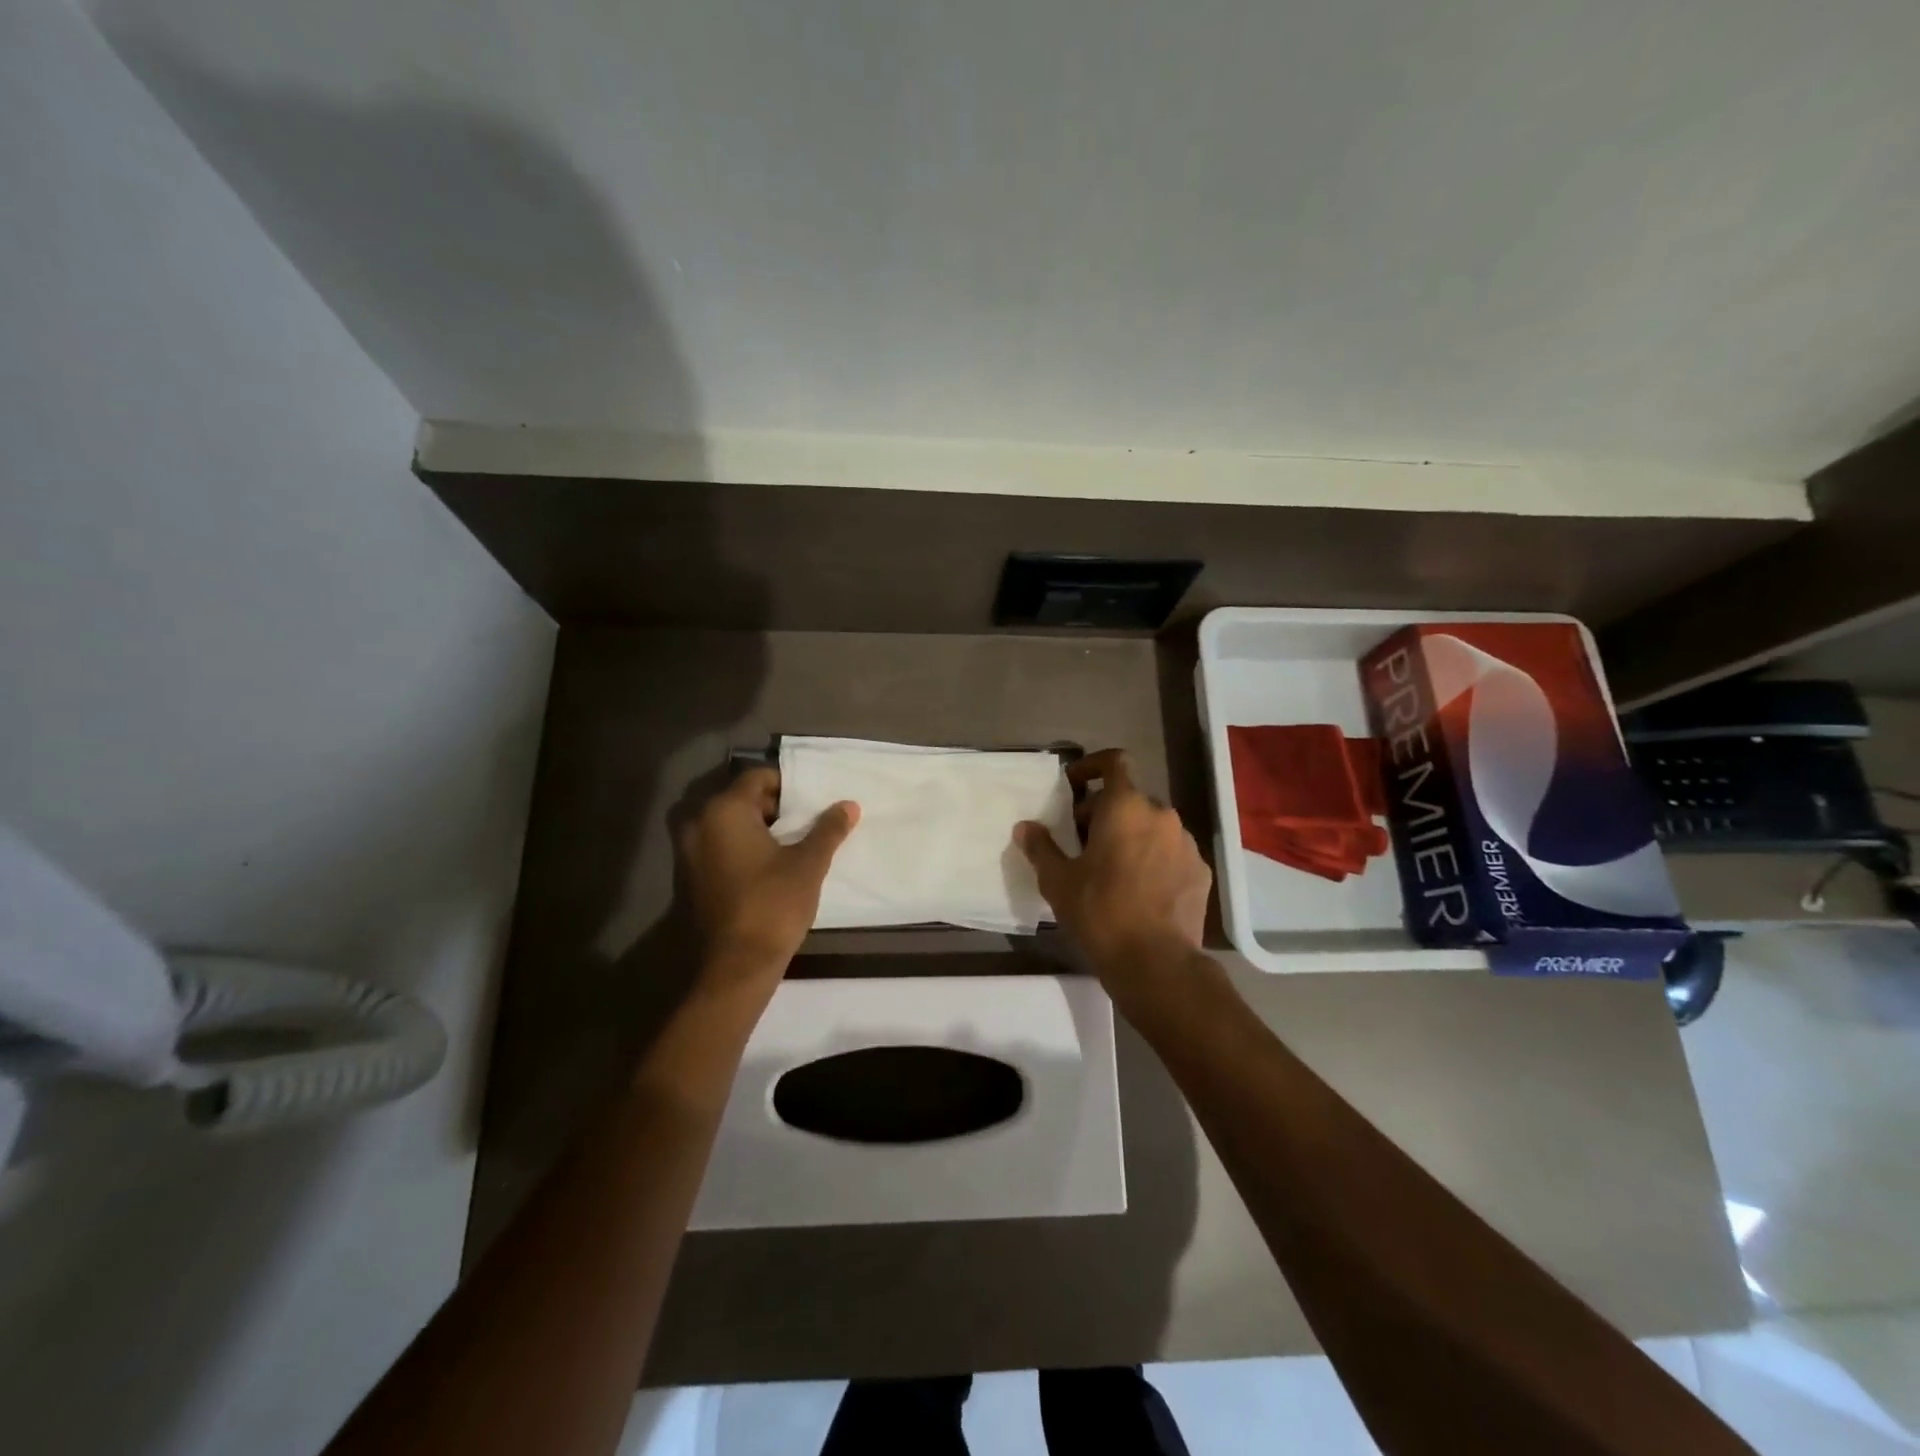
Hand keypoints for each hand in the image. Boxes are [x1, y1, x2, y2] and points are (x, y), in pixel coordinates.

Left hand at [679, 767, 859, 991]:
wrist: (736, 965)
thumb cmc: (773, 904)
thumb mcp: (808, 863)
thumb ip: (828, 829)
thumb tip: (849, 805)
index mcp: (724, 811)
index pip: (758, 777)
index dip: (788, 784)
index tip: (813, 798)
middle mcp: (699, 823)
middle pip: (741, 799)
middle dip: (775, 806)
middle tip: (808, 819)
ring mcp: (688, 851)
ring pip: (729, 824)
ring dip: (759, 828)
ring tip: (794, 841)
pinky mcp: (690, 877)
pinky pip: (719, 847)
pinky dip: (743, 847)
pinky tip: (771, 864)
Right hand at [1016, 749, 1210, 988]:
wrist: (1156, 963)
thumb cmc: (1100, 912)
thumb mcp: (1058, 880)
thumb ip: (1041, 847)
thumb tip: (1025, 827)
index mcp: (1125, 807)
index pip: (1114, 762)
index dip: (1092, 767)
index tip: (1074, 787)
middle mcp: (1161, 815)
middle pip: (1129, 798)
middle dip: (1104, 813)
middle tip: (1082, 843)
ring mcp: (1186, 843)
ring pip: (1152, 826)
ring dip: (1130, 836)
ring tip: (1111, 869)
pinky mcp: (1200, 871)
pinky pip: (1171, 852)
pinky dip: (1153, 859)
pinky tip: (1139, 890)